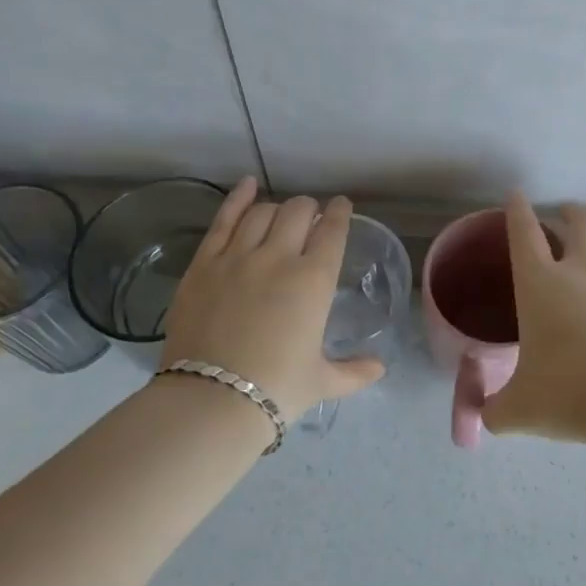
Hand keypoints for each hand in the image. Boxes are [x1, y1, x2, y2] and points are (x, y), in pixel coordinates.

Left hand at [163, 178, 385, 421]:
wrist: (212, 400)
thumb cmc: (277, 389)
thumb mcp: (322, 381)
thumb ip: (354, 371)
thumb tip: (380, 368)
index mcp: (314, 280)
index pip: (332, 230)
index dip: (339, 213)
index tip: (341, 206)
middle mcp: (279, 257)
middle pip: (298, 212)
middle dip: (309, 209)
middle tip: (309, 217)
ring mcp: (238, 256)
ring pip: (262, 212)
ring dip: (277, 208)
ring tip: (280, 215)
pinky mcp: (204, 263)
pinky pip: (224, 220)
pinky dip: (238, 198)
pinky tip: (247, 186)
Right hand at [479, 192, 585, 444]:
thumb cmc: (570, 391)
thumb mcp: (519, 409)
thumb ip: (494, 410)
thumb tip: (482, 418)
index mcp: (541, 284)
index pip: (524, 233)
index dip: (517, 210)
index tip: (516, 196)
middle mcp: (580, 274)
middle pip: (581, 222)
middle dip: (569, 211)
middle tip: (561, 215)